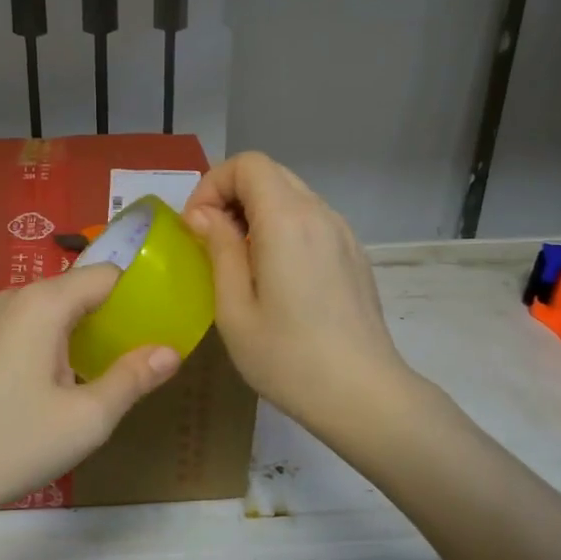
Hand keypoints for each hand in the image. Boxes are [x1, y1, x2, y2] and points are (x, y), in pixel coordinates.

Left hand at [0, 265, 180, 517]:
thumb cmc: (16, 442)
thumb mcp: (88, 417)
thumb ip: (133, 377)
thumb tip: (171, 351)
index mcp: (43, 303)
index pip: (107, 275)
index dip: (140, 293)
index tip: (166, 320)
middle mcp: (16, 297)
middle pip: (81, 289)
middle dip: (116, 314)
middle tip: (147, 350)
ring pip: (57, 308)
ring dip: (88, 329)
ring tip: (116, 365)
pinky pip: (35, 324)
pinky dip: (61, 339)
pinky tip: (71, 377)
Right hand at [183, 152, 412, 433]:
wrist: (364, 395)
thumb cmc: (287, 357)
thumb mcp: (233, 308)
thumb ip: (218, 249)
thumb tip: (204, 215)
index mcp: (287, 220)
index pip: (247, 164)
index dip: (213, 185)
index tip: (197, 228)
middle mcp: (320, 214)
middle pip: (270, 173)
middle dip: (231, 195)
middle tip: (211, 241)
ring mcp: (343, 233)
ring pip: (292, 195)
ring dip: (257, 212)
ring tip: (240, 261)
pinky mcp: (353, 254)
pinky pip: (311, 220)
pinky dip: (282, 228)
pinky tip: (275, 276)